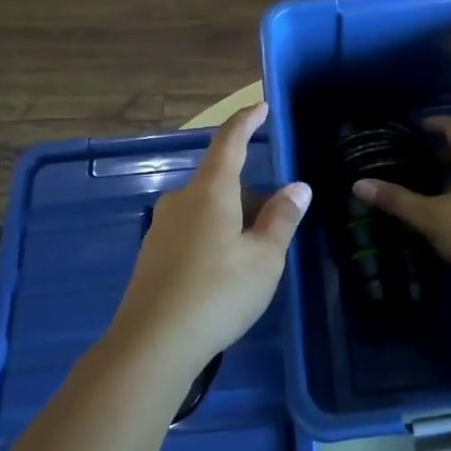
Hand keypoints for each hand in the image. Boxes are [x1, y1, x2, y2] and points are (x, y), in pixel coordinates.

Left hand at [111, 102, 311, 371]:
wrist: (152, 344)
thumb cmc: (218, 293)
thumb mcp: (264, 258)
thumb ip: (282, 218)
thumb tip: (298, 187)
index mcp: (211, 191)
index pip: (230, 142)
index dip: (246, 121)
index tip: (261, 107)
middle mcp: (181, 200)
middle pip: (221, 182)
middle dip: (251, 195)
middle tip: (276, 225)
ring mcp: (161, 227)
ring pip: (207, 208)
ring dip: (233, 219)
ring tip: (254, 256)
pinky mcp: (152, 255)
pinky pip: (191, 230)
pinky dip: (213, 237)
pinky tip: (223, 275)